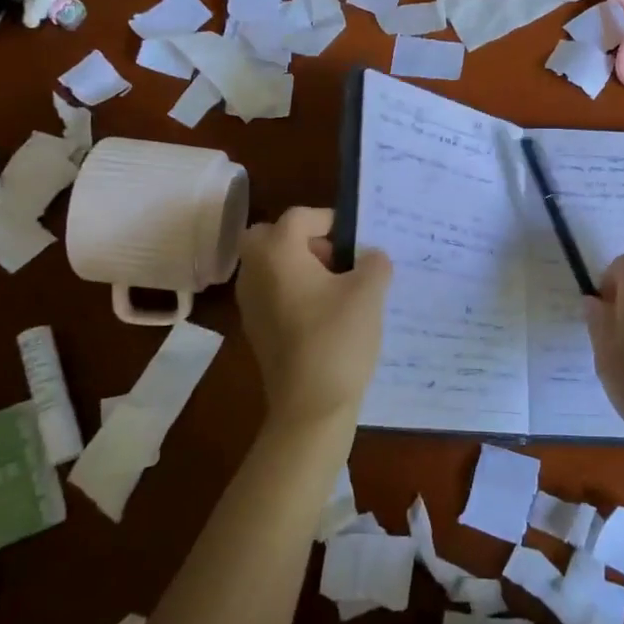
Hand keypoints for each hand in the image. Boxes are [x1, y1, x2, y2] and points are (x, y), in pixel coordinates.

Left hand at [236, 207, 392, 429]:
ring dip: (301, 266)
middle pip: (273, 236)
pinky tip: (327, 315)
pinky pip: (273, 292)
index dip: (331, 221)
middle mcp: (254, 271)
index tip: (357, 240)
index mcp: (276, 252)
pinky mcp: (256, 328)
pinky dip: (295, 291)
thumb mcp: (368, 292)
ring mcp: (250, 302)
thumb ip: (374, 262)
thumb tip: (370, 257)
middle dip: (305, 240)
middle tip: (337, 259)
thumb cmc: (338, 339)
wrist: (310, 407)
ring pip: (272, 265)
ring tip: (339, 289)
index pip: (300, 216)